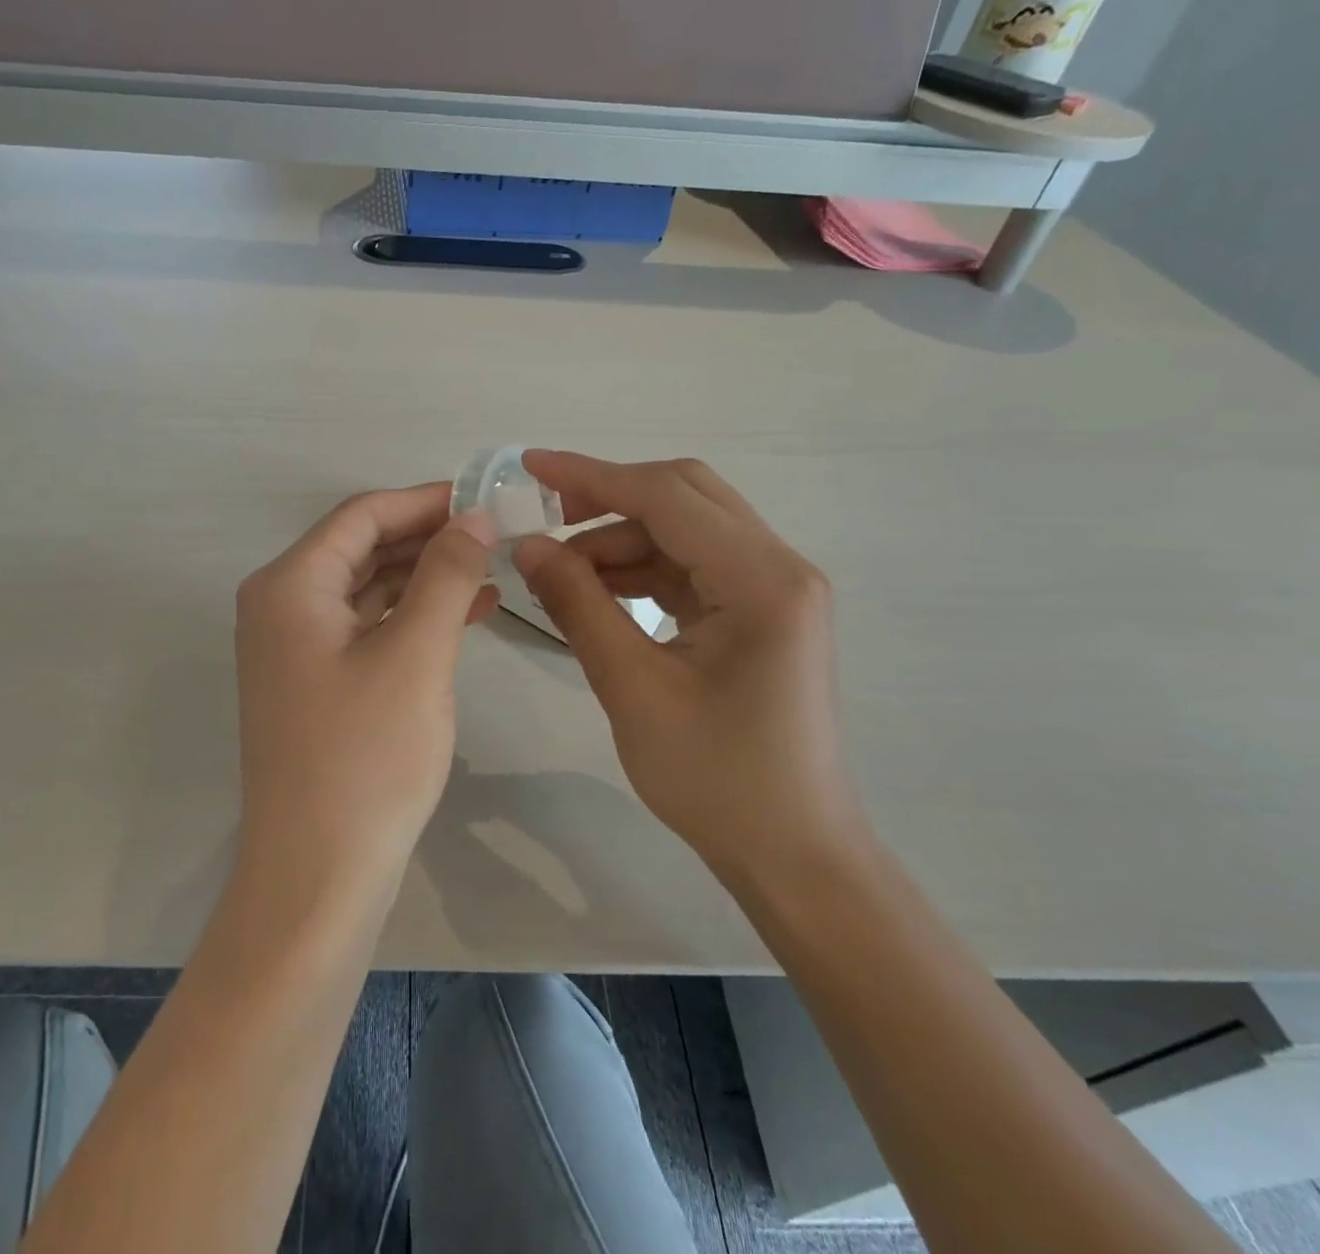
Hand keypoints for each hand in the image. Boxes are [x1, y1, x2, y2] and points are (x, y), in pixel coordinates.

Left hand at [234, 483, 498, 886]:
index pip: (362, 515)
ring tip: (491, 570)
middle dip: (428, 537)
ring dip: (426, 577)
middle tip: (495, 534)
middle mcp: (281, 606)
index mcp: (290, 586)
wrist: (318, 875)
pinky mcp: (316, 682)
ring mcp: (295, 648)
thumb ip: (446, 575)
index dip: (425, 500)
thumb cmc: (366, 757)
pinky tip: (468, 615)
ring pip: (368, 588)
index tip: (485, 498)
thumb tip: (474, 516)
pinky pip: (368, 627)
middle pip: (362, 548)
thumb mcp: (416, 654)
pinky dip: (413, 617)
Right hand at [513, 452, 870, 889]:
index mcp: (761, 580)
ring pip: (686, 528)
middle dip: (608, 498)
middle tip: (545, 519)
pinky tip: (599, 592)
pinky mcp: (760, 611)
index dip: (591, 475)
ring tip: (562, 573)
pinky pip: (693, 565)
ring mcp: (774, 588)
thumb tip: (526, 545)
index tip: (529, 466)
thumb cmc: (716, 779)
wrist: (792, 852)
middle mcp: (778, 567)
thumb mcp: (632, 687)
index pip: (666, 496)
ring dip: (622, 538)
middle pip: (684, 495)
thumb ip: (577, 604)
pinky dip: (643, 568)